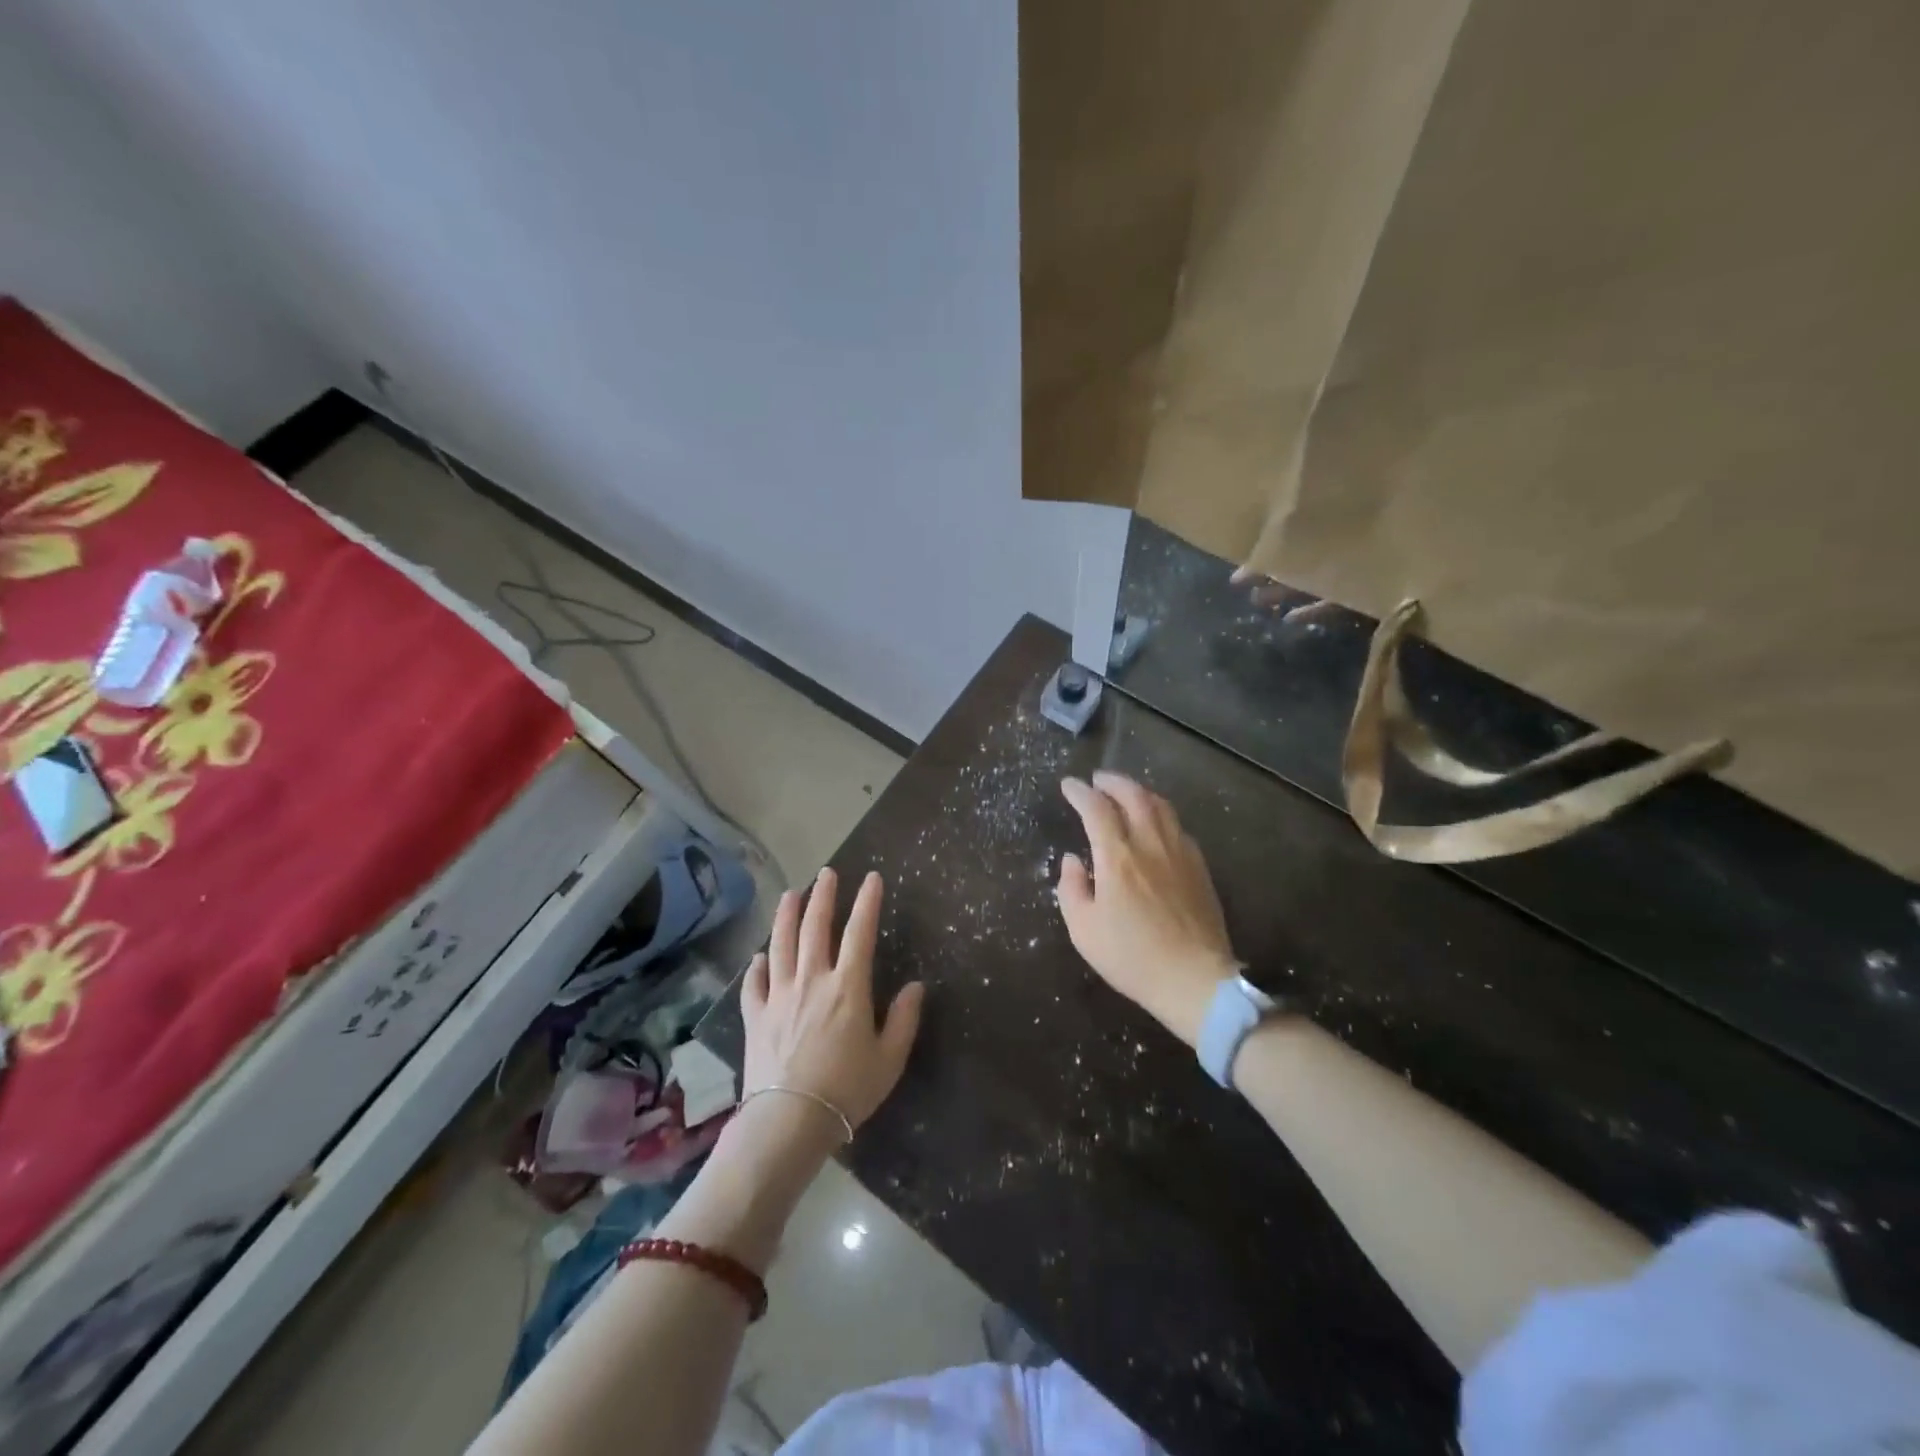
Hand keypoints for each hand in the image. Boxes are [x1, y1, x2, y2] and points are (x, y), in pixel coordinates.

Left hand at [740, 868, 924, 1134]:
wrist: (788, 1120)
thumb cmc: (847, 1090)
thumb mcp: (889, 1059)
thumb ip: (904, 1019)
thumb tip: (916, 985)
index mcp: (848, 986)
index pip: (860, 932)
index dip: (867, 902)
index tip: (872, 878)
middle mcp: (812, 979)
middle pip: (814, 926)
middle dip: (823, 895)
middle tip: (827, 872)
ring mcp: (779, 995)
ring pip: (781, 943)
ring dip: (786, 915)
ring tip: (791, 894)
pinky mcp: (755, 1016)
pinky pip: (753, 982)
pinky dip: (757, 965)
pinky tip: (759, 956)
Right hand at [1056, 773, 1240, 1045]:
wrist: (1194, 979)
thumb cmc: (1131, 957)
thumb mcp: (1083, 930)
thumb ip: (1071, 888)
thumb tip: (1072, 860)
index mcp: (1118, 857)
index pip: (1096, 809)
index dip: (1080, 793)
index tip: (1069, 785)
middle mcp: (1150, 844)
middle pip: (1133, 795)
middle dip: (1112, 782)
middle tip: (1097, 780)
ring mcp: (1180, 852)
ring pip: (1160, 806)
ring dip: (1139, 792)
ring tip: (1125, 793)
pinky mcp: (1199, 866)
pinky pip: (1178, 826)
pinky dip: (1160, 814)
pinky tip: (1155, 824)